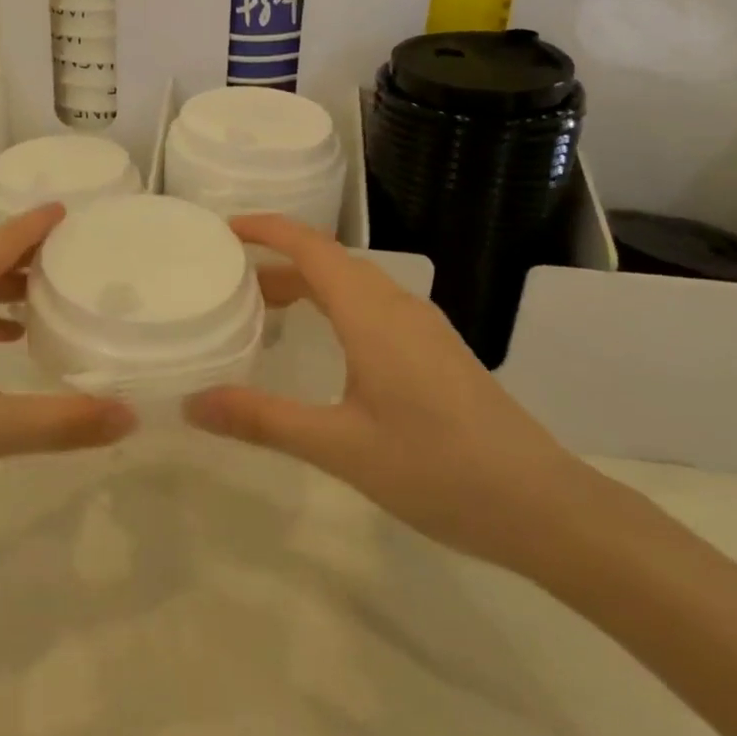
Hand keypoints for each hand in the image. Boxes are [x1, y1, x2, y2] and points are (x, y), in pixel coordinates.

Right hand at [186, 214, 597, 572]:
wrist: (544, 506)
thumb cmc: (438, 469)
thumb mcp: (340, 448)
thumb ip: (263, 420)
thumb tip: (192, 403)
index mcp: (372, 314)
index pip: (311, 247)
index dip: (267, 229)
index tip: (224, 229)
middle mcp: (398, 307)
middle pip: (329, 262)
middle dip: (277, 261)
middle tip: (228, 280)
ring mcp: (423, 328)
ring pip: (354, 285)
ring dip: (307, 285)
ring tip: (264, 311)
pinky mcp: (436, 352)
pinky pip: (373, 308)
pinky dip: (333, 308)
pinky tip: (324, 347)